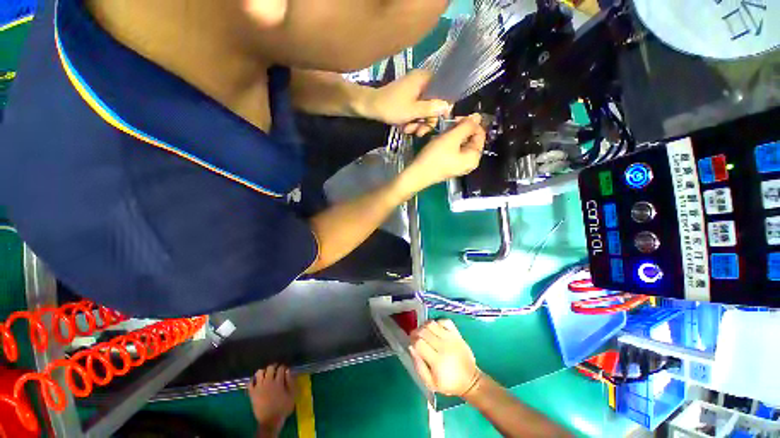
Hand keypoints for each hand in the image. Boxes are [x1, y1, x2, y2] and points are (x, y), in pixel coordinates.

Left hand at [248, 365, 295, 435]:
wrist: (270, 421)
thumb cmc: (283, 408)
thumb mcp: (292, 395)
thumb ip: (291, 382)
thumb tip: (288, 371)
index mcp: (278, 382)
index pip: (281, 368)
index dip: (283, 367)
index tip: (285, 370)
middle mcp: (268, 382)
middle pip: (270, 367)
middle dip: (274, 367)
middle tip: (276, 371)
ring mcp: (259, 387)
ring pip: (259, 372)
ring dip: (263, 372)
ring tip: (266, 375)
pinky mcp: (252, 393)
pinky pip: (250, 383)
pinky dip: (252, 380)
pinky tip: (256, 382)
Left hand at [362, 70, 450, 132]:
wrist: (370, 107)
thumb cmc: (391, 107)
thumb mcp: (413, 111)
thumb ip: (431, 109)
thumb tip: (448, 106)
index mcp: (424, 79)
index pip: (443, 92)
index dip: (441, 109)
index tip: (437, 122)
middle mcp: (421, 83)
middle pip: (433, 104)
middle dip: (426, 121)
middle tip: (419, 132)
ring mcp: (414, 92)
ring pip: (424, 110)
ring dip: (418, 123)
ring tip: (408, 130)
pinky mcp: (408, 100)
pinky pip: (416, 111)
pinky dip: (412, 121)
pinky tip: (405, 127)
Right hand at [404, 114, 485, 189]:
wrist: (417, 174)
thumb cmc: (435, 157)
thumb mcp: (451, 138)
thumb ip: (467, 126)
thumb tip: (478, 116)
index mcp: (474, 157)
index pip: (480, 134)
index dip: (471, 123)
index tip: (457, 118)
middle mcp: (469, 163)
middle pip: (471, 139)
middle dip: (460, 129)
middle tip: (448, 125)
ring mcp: (459, 165)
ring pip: (461, 144)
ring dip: (452, 135)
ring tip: (442, 133)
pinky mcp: (449, 166)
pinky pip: (453, 150)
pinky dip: (448, 143)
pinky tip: (439, 141)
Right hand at [409, 320, 481, 397]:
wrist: (470, 380)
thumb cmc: (448, 384)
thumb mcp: (430, 383)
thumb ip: (418, 366)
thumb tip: (411, 347)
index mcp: (437, 361)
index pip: (419, 343)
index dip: (412, 341)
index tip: (411, 344)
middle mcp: (444, 346)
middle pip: (423, 330)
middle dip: (416, 332)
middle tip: (415, 338)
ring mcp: (451, 338)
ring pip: (432, 323)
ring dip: (424, 326)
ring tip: (424, 333)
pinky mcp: (457, 333)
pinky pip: (444, 321)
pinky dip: (437, 323)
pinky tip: (435, 330)